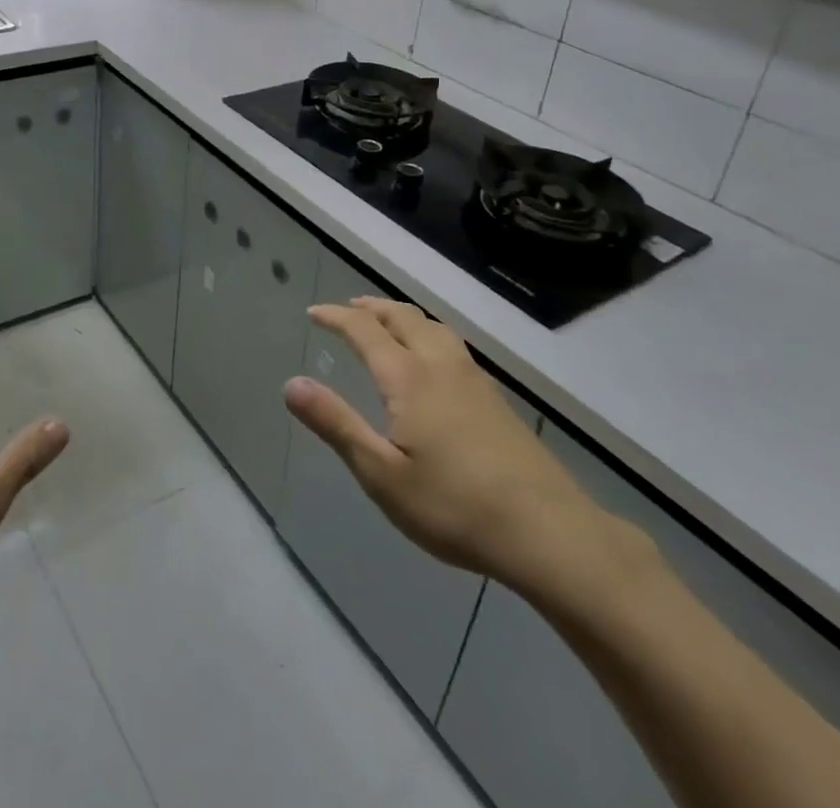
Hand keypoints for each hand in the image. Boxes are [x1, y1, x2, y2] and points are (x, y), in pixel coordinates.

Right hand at [285, 298, 627, 604]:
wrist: (548, 532)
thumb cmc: (454, 506)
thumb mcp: (382, 474)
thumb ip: (336, 424)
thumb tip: (291, 384)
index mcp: (409, 378)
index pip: (365, 330)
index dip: (337, 317)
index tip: (314, 313)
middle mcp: (440, 366)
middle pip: (403, 318)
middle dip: (372, 308)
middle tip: (349, 308)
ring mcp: (474, 380)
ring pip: (433, 327)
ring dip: (403, 316)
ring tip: (388, 321)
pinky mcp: (496, 400)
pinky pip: (452, 344)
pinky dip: (428, 333)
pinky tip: (434, 359)